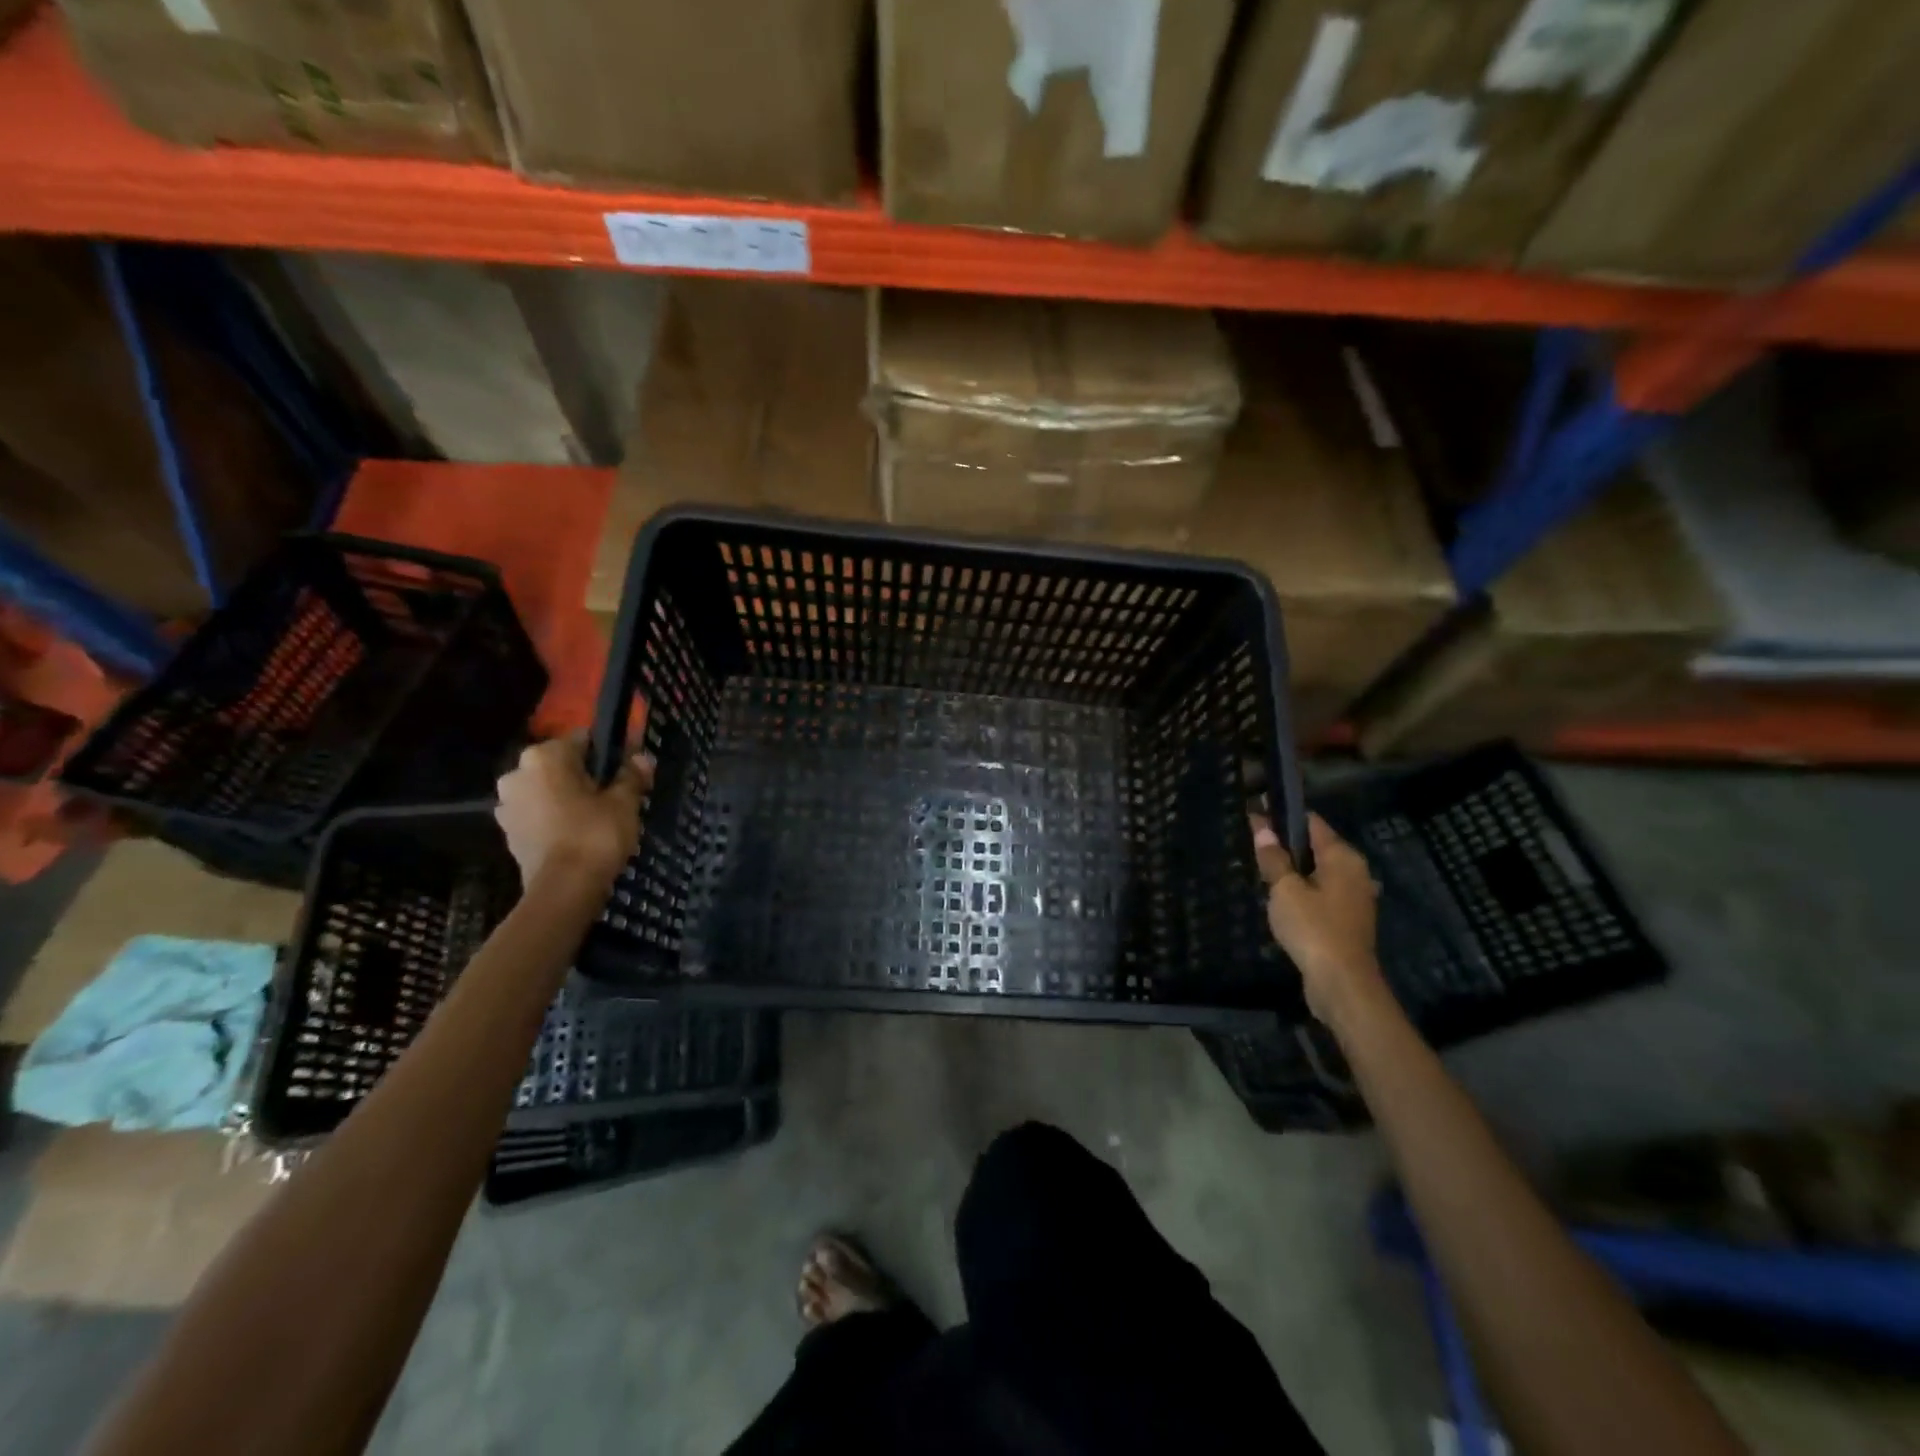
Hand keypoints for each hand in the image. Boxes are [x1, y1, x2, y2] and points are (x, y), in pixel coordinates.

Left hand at [495, 737, 653, 888]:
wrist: (563, 888)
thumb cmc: (595, 834)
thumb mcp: (624, 802)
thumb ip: (632, 776)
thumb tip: (641, 758)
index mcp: (544, 756)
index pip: (583, 740)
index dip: (609, 752)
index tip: (629, 767)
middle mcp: (517, 773)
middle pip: (562, 765)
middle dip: (587, 776)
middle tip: (616, 794)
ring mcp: (507, 804)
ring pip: (548, 790)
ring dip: (569, 797)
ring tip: (599, 816)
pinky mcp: (508, 832)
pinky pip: (539, 814)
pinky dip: (556, 818)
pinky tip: (579, 833)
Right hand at [1251, 812, 1389, 1027]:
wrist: (1342, 984)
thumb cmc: (1313, 929)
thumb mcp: (1285, 890)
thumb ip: (1273, 858)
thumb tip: (1262, 827)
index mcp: (1343, 857)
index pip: (1310, 822)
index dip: (1282, 815)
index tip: (1256, 810)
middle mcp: (1355, 871)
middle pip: (1316, 846)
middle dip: (1286, 843)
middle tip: (1253, 841)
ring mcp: (1354, 897)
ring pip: (1318, 872)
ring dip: (1293, 869)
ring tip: (1262, 868)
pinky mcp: (1348, 919)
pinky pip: (1321, 893)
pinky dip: (1302, 889)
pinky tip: (1280, 898)